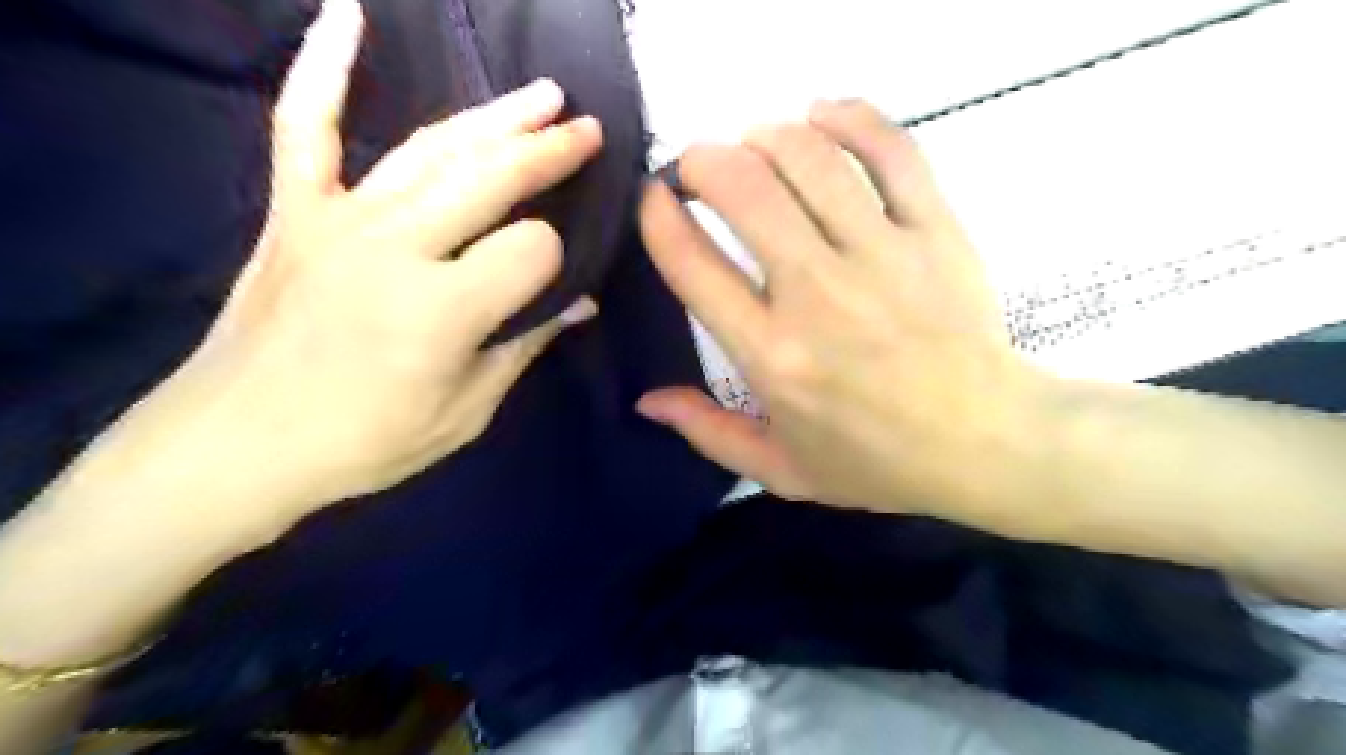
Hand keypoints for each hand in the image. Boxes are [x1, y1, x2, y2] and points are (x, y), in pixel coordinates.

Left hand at [137, 0, 597, 517]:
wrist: (237, 445)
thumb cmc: (366, 442)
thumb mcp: (467, 410)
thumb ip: (526, 345)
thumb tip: (581, 302)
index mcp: (444, 307)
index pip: (533, 250)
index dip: (554, 262)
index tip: (553, 285)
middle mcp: (396, 246)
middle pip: (493, 176)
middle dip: (551, 152)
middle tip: (588, 131)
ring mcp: (339, 218)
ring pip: (433, 148)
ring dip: (495, 116)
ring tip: (543, 95)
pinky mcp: (294, 210)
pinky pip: (306, 126)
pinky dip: (323, 68)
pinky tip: (346, 15)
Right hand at [637, 101, 1048, 523]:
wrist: (986, 444)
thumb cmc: (876, 461)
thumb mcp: (780, 469)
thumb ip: (707, 432)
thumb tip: (646, 399)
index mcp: (772, 356)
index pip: (693, 265)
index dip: (658, 217)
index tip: (655, 199)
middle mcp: (817, 296)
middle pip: (745, 191)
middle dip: (704, 161)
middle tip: (697, 167)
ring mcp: (881, 257)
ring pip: (810, 159)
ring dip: (765, 136)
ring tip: (753, 143)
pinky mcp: (935, 233)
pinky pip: (892, 150)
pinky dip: (850, 117)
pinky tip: (822, 115)